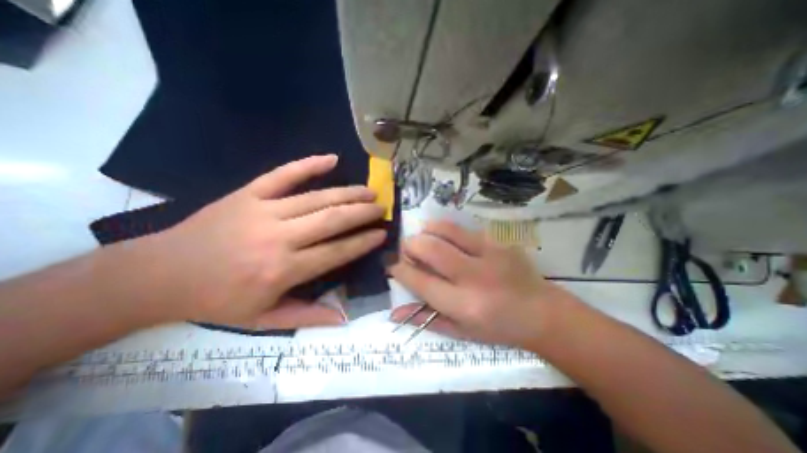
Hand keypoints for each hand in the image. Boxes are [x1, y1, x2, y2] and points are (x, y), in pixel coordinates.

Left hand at [136, 156, 385, 328]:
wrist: (160, 274)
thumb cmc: (217, 300)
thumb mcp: (262, 319)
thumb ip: (306, 316)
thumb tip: (343, 317)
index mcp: (283, 270)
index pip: (336, 252)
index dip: (363, 242)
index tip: (381, 233)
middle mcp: (279, 238)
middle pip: (332, 219)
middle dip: (362, 213)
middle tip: (381, 208)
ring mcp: (263, 210)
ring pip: (317, 197)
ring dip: (348, 193)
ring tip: (369, 191)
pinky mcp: (248, 193)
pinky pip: (283, 174)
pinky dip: (309, 164)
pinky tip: (331, 159)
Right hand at [389, 222, 573, 348]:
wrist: (541, 312)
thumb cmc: (497, 328)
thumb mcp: (460, 332)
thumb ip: (426, 320)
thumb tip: (394, 312)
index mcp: (463, 306)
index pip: (421, 282)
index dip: (400, 270)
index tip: (392, 264)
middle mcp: (474, 278)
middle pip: (431, 250)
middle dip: (411, 245)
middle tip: (408, 248)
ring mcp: (489, 255)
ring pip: (447, 232)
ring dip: (427, 230)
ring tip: (422, 235)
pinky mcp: (499, 243)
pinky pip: (464, 229)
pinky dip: (446, 228)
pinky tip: (443, 234)